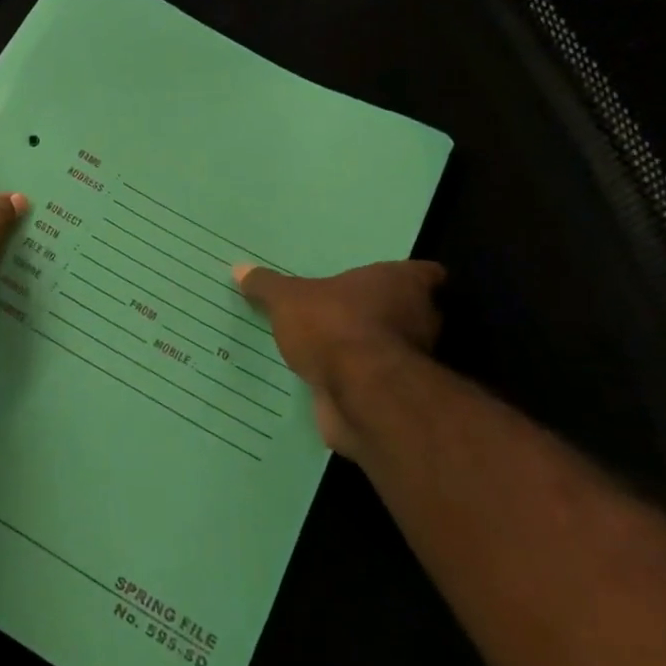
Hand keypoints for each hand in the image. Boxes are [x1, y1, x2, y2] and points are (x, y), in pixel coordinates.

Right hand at [234, 260, 445, 456]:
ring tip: (333, 348)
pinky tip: (328, 381)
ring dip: (371, 351)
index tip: (385, 283)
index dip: (410, 278)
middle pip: (412, 312)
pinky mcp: (397, 396)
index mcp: (402, 284)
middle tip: (348, 312)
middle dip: (386, 315)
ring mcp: (412, 362)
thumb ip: (267, 286)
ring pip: (395, 350)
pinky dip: (359, 384)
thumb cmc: (333, 326)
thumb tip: (239, 269)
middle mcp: (419, 319)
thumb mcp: (287, 300)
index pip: (425, 274)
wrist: (361, 395)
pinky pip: (377, 384)